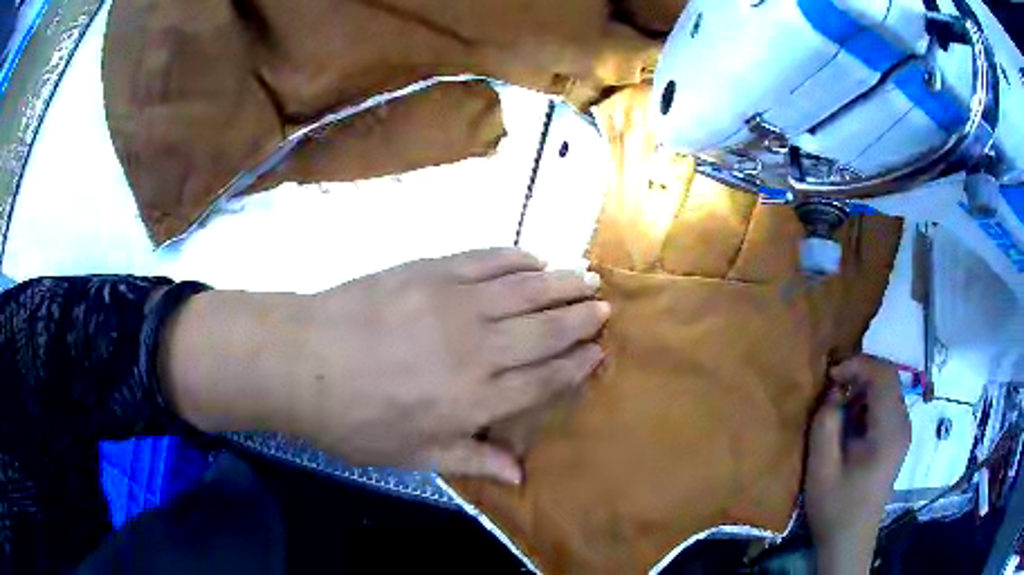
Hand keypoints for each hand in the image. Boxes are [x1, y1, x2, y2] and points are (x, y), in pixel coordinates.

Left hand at [164, 249, 608, 483]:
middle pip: (545, 330)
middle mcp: (478, 347)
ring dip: (561, 284)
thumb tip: (520, 475)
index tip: (598, 351)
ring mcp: (455, 303)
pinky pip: (487, 260)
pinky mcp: (432, 271)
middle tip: (604, 308)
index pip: (543, 379)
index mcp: (475, 398)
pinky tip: (533, 258)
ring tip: (588, 278)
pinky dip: (516, 258)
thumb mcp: (412, 455)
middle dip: (580, 319)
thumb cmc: (354, 420)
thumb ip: (471, 458)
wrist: (302, 361)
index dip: (575, 364)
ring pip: (526, 290)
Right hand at [805, 355, 911, 574]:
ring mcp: (902, 431)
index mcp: (890, 430)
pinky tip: (849, 421)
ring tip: (837, 404)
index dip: (857, 365)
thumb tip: (833, 392)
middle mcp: (903, 424)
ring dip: (862, 387)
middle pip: (888, 377)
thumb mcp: (821, 468)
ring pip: (887, 389)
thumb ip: (825, 423)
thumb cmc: (835, 507)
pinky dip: (866, 402)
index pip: (883, 374)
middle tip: (831, 387)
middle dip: (859, 373)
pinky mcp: (896, 439)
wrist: (849, 540)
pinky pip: (885, 405)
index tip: (830, 376)